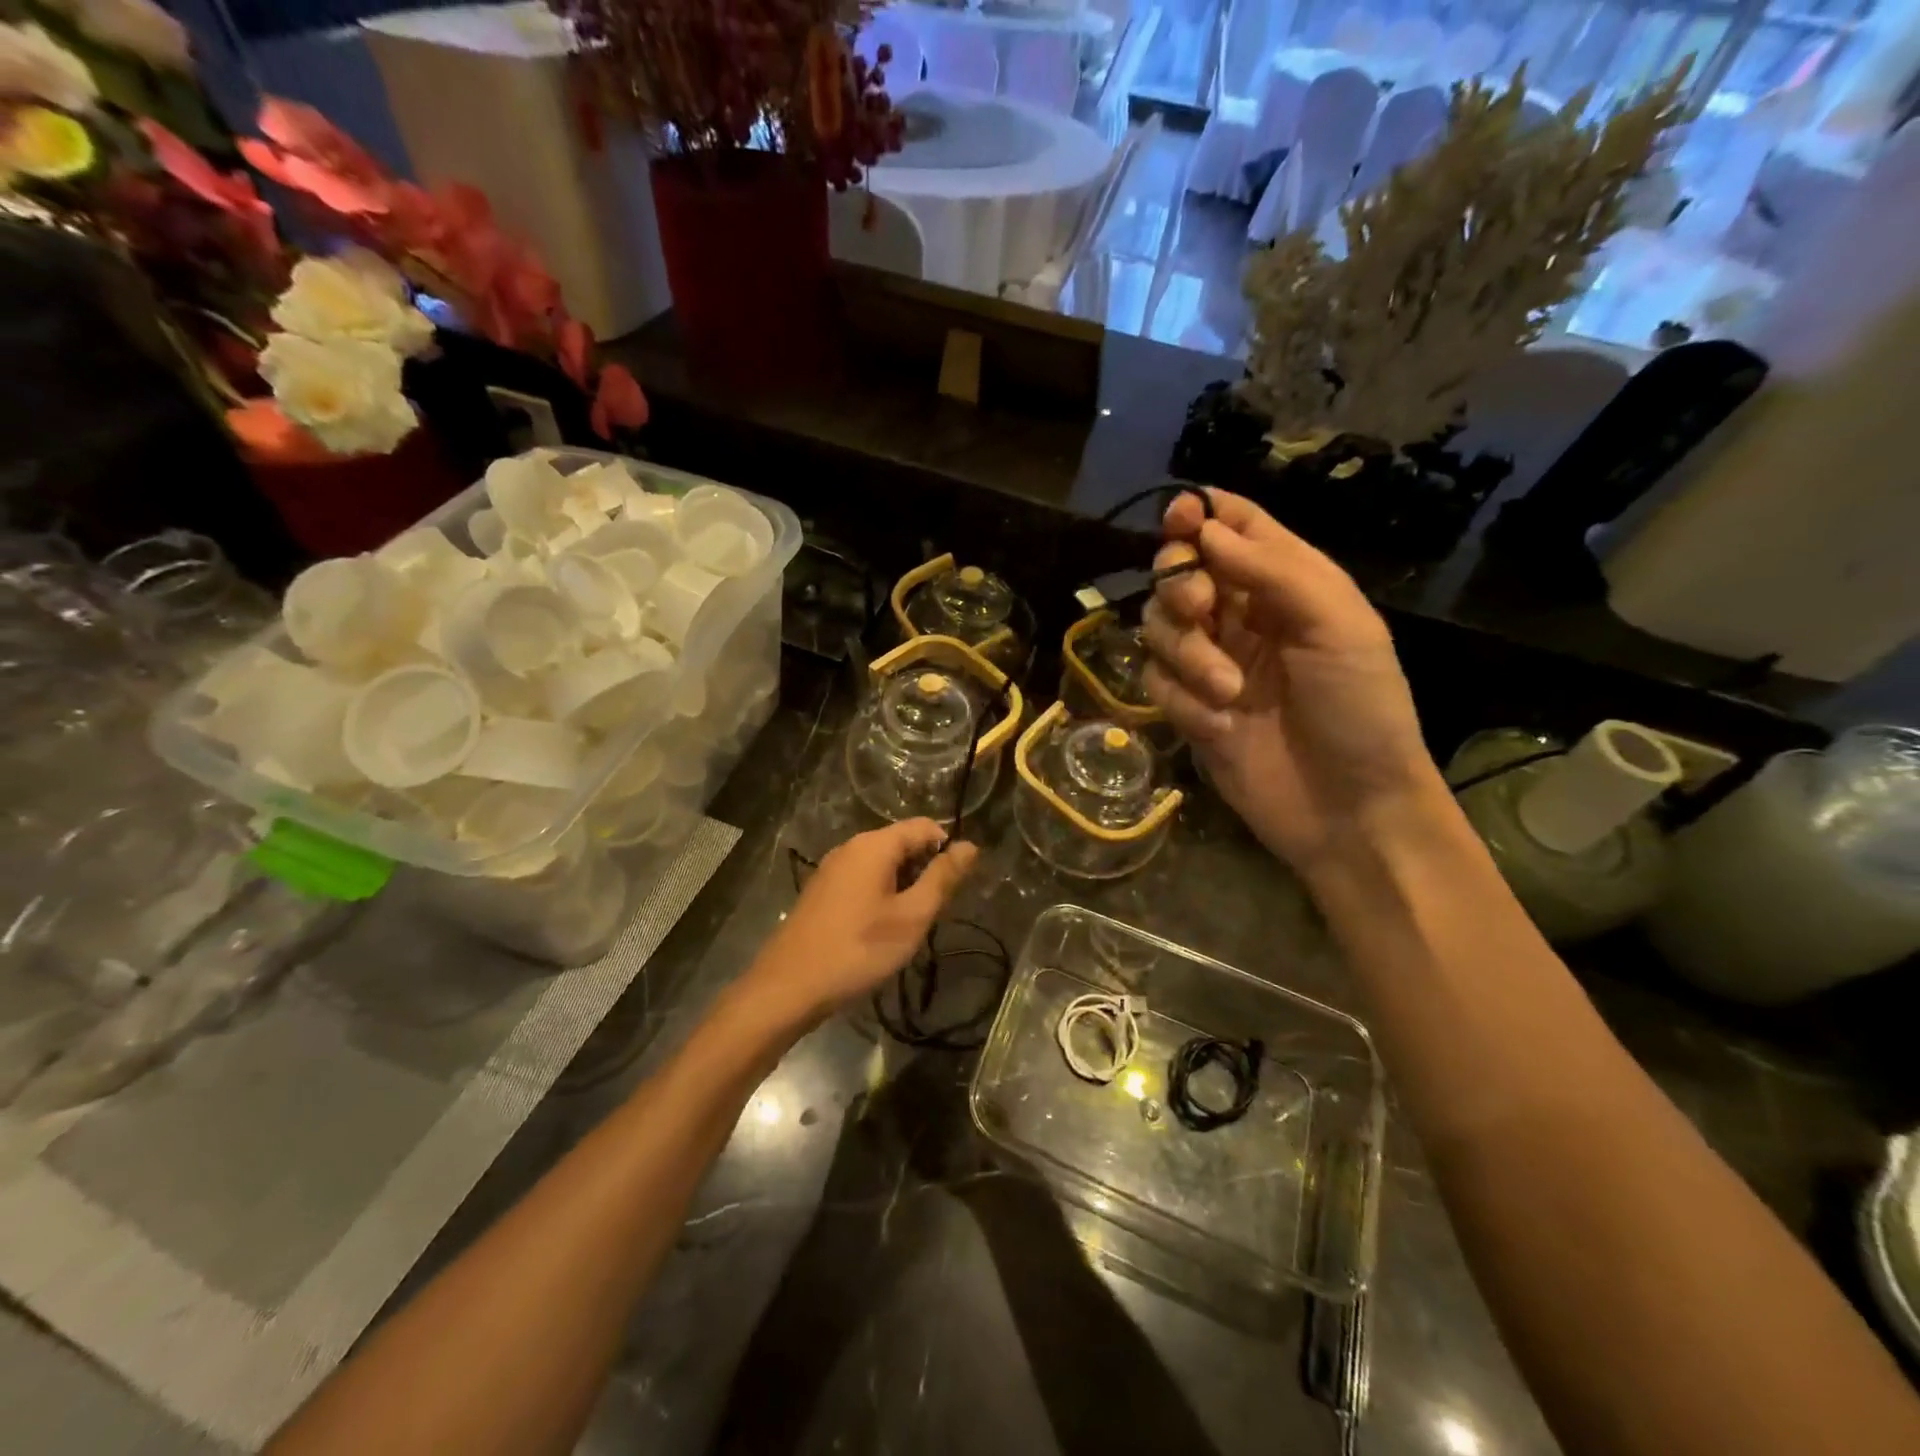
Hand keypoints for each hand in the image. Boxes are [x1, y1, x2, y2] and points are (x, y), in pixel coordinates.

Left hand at [747, 820, 979, 1022]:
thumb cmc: (859, 949)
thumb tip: (970, 846)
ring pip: (882, 864)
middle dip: (926, 869)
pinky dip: (882, 895)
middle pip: (902, 843)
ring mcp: (832, 869)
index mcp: (874, 845)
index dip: (948, 847)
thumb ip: (942, 878)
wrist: (789, 987)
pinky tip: (882, 929)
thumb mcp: (912, 916)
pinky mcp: (822, 892)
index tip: (959, 884)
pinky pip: (863, 880)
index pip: (924, 826)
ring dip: (904, 886)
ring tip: (912, 923)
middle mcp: (851, 847)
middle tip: (936, 910)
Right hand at [1142, 489, 1444, 877]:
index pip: (1232, 527)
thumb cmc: (1359, 709)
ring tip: (1228, 691)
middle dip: (1181, 585)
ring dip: (1186, 654)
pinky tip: (1220, 726)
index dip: (1200, 514)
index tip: (1179, 520)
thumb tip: (1205, 528)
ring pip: (1158, 627)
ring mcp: (1210, 663)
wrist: (1348, 809)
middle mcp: (1241, 616)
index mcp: (1286, 584)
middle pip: (1180, 572)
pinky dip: (1183, 700)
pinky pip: (1157, 682)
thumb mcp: (1337, 625)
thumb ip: (1272, 569)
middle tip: (1202, 609)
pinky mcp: (1187, 708)